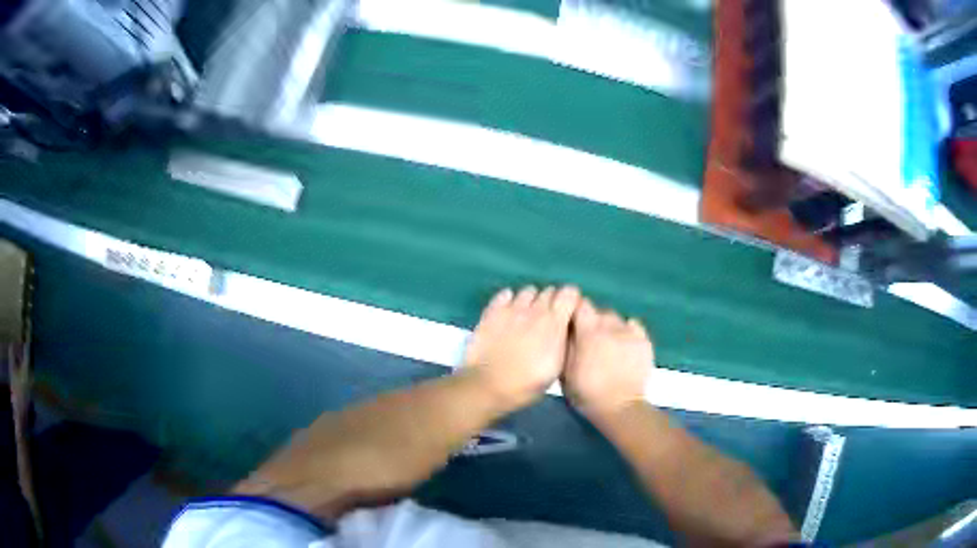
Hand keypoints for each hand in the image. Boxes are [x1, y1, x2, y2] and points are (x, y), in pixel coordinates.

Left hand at [463, 285, 580, 408]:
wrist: (489, 384)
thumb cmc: (528, 383)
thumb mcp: (556, 367)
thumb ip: (562, 340)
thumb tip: (562, 328)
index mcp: (554, 323)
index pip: (569, 292)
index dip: (570, 300)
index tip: (568, 311)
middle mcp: (535, 309)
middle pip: (549, 291)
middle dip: (551, 301)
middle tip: (547, 319)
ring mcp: (512, 308)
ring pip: (528, 291)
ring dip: (531, 300)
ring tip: (527, 315)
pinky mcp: (492, 311)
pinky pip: (505, 294)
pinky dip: (509, 299)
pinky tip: (508, 312)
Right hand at [563, 298, 653, 417]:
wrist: (620, 407)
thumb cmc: (587, 392)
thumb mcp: (566, 371)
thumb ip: (566, 345)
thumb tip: (566, 328)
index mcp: (589, 332)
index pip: (581, 304)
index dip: (576, 309)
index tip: (572, 320)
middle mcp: (611, 326)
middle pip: (600, 312)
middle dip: (593, 321)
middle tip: (589, 338)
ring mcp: (630, 333)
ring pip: (617, 319)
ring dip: (610, 326)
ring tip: (608, 343)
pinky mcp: (644, 341)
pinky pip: (634, 326)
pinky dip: (628, 331)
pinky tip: (624, 343)